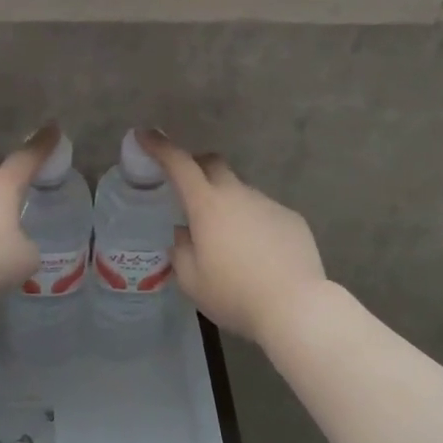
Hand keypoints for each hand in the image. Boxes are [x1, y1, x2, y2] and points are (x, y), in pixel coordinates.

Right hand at [138, 132, 327, 345]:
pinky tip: (258, 254)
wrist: (296, 307)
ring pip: (240, 192)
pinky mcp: (292, 219)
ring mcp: (268, 204)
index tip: (145, 135)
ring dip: (228, 204)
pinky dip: (253, 223)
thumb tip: (185, 233)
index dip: (160, 146)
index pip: (179, 164)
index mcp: (207, 206)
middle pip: (213, 164)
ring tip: (228, 241)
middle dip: (197, 166)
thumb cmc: (235, 294)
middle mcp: (238, 195)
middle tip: (188, 187)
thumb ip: (181, 251)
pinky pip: (264, 212)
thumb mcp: (192, 281)